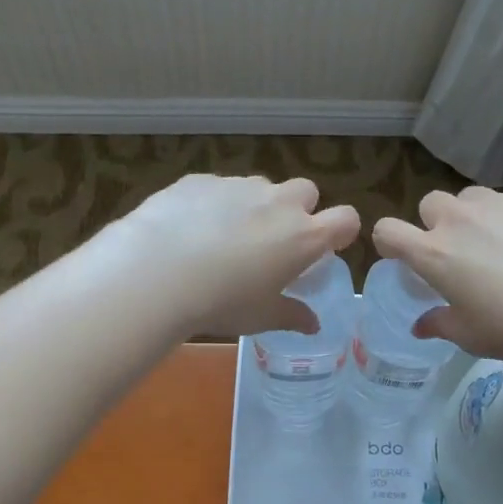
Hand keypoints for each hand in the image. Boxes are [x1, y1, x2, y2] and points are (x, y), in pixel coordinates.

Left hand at [109, 174, 359, 337]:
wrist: (156, 273)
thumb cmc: (221, 302)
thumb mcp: (261, 317)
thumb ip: (292, 315)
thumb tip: (313, 324)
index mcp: (303, 236)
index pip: (346, 219)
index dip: (341, 231)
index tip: (326, 247)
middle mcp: (278, 202)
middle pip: (306, 191)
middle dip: (297, 209)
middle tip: (274, 241)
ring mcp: (238, 185)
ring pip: (260, 187)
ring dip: (254, 205)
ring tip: (224, 237)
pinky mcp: (201, 179)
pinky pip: (218, 188)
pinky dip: (213, 204)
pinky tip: (189, 230)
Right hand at [373, 187, 502, 363]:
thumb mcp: (471, 336)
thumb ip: (440, 324)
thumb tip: (421, 325)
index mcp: (434, 253)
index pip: (388, 231)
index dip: (389, 242)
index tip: (403, 257)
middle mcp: (460, 220)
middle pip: (430, 204)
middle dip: (436, 224)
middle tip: (458, 254)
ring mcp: (501, 204)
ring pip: (472, 198)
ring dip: (473, 216)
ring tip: (499, 245)